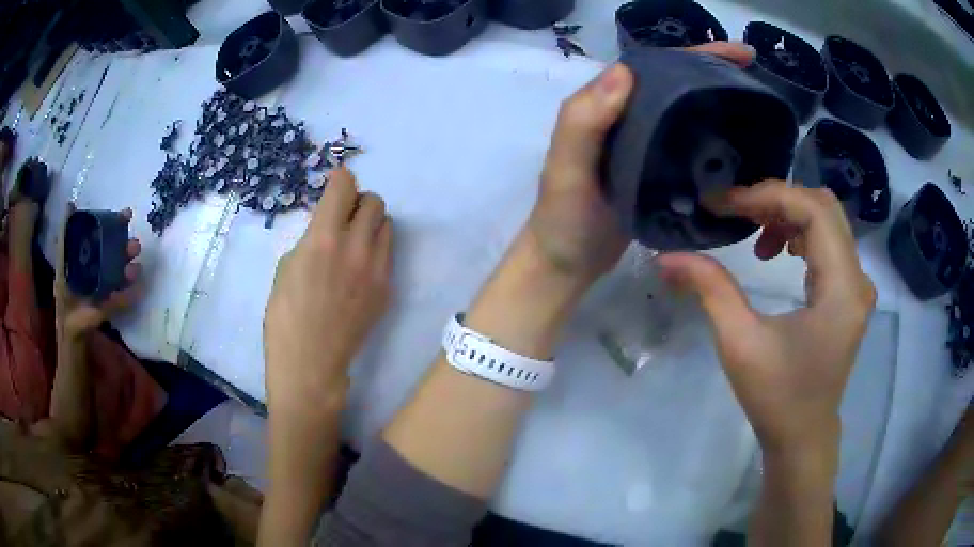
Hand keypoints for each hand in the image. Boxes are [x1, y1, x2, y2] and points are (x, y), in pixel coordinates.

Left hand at [55, 205, 143, 338]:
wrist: (67, 328)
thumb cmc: (63, 292)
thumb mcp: (62, 260)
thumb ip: (65, 234)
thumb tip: (70, 203)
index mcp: (91, 254)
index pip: (107, 234)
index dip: (117, 223)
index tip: (128, 215)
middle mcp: (102, 267)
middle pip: (118, 253)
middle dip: (127, 248)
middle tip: (135, 246)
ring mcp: (108, 287)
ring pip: (122, 274)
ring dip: (130, 270)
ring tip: (134, 269)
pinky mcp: (110, 305)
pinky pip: (122, 299)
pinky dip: (129, 295)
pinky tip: (137, 290)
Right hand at [264, 168, 391, 416]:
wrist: (311, 361)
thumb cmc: (284, 315)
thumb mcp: (287, 266)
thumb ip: (312, 238)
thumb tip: (328, 224)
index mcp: (324, 239)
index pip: (344, 187)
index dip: (341, 179)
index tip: (337, 182)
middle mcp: (356, 248)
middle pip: (375, 202)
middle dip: (359, 201)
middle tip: (345, 215)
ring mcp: (377, 270)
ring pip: (387, 226)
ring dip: (371, 224)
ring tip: (355, 241)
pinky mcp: (387, 289)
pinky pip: (388, 255)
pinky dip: (375, 250)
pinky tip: (359, 269)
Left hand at [528, 42, 754, 285]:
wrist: (567, 265)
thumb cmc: (564, 220)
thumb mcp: (567, 169)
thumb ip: (585, 120)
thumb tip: (625, 71)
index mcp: (605, 106)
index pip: (655, 67)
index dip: (696, 55)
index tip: (738, 54)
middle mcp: (626, 118)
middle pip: (675, 85)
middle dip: (715, 74)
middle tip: (756, 75)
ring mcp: (642, 145)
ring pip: (684, 113)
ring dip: (717, 103)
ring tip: (756, 104)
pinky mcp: (654, 172)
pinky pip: (687, 146)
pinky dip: (711, 140)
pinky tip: (738, 144)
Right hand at [658, 181, 875, 454]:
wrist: (802, 437)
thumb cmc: (777, 398)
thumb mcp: (740, 344)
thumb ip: (710, 290)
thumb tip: (668, 256)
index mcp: (842, 288)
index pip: (813, 211)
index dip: (768, 196)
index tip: (724, 204)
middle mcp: (857, 278)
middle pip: (822, 206)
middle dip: (777, 199)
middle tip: (736, 211)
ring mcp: (856, 285)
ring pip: (825, 221)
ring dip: (787, 215)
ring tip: (753, 233)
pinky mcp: (848, 293)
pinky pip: (827, 243)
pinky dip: (798, 234)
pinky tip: (775, 251)